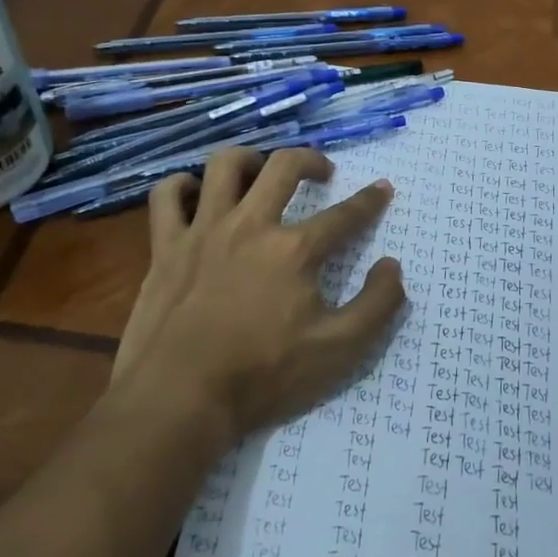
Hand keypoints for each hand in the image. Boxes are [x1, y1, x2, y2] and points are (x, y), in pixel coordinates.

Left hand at [105, 147, 404, 449]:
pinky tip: (195, 193)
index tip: (382, 188)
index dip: (370, 200)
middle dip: (311, 160)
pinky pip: (167, 196)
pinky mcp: (166, 246)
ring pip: (224, 166)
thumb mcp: (339, 350)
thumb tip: (391, 266)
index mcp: (294, 250)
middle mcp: (250, 226)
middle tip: (323, 172)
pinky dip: (182, 186)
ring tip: (261, 172)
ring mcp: (203, 231)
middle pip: (283, 167)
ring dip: (250, 159)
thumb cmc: (263, 375)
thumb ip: (377, 305)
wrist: (180, 398)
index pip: (344, 215)